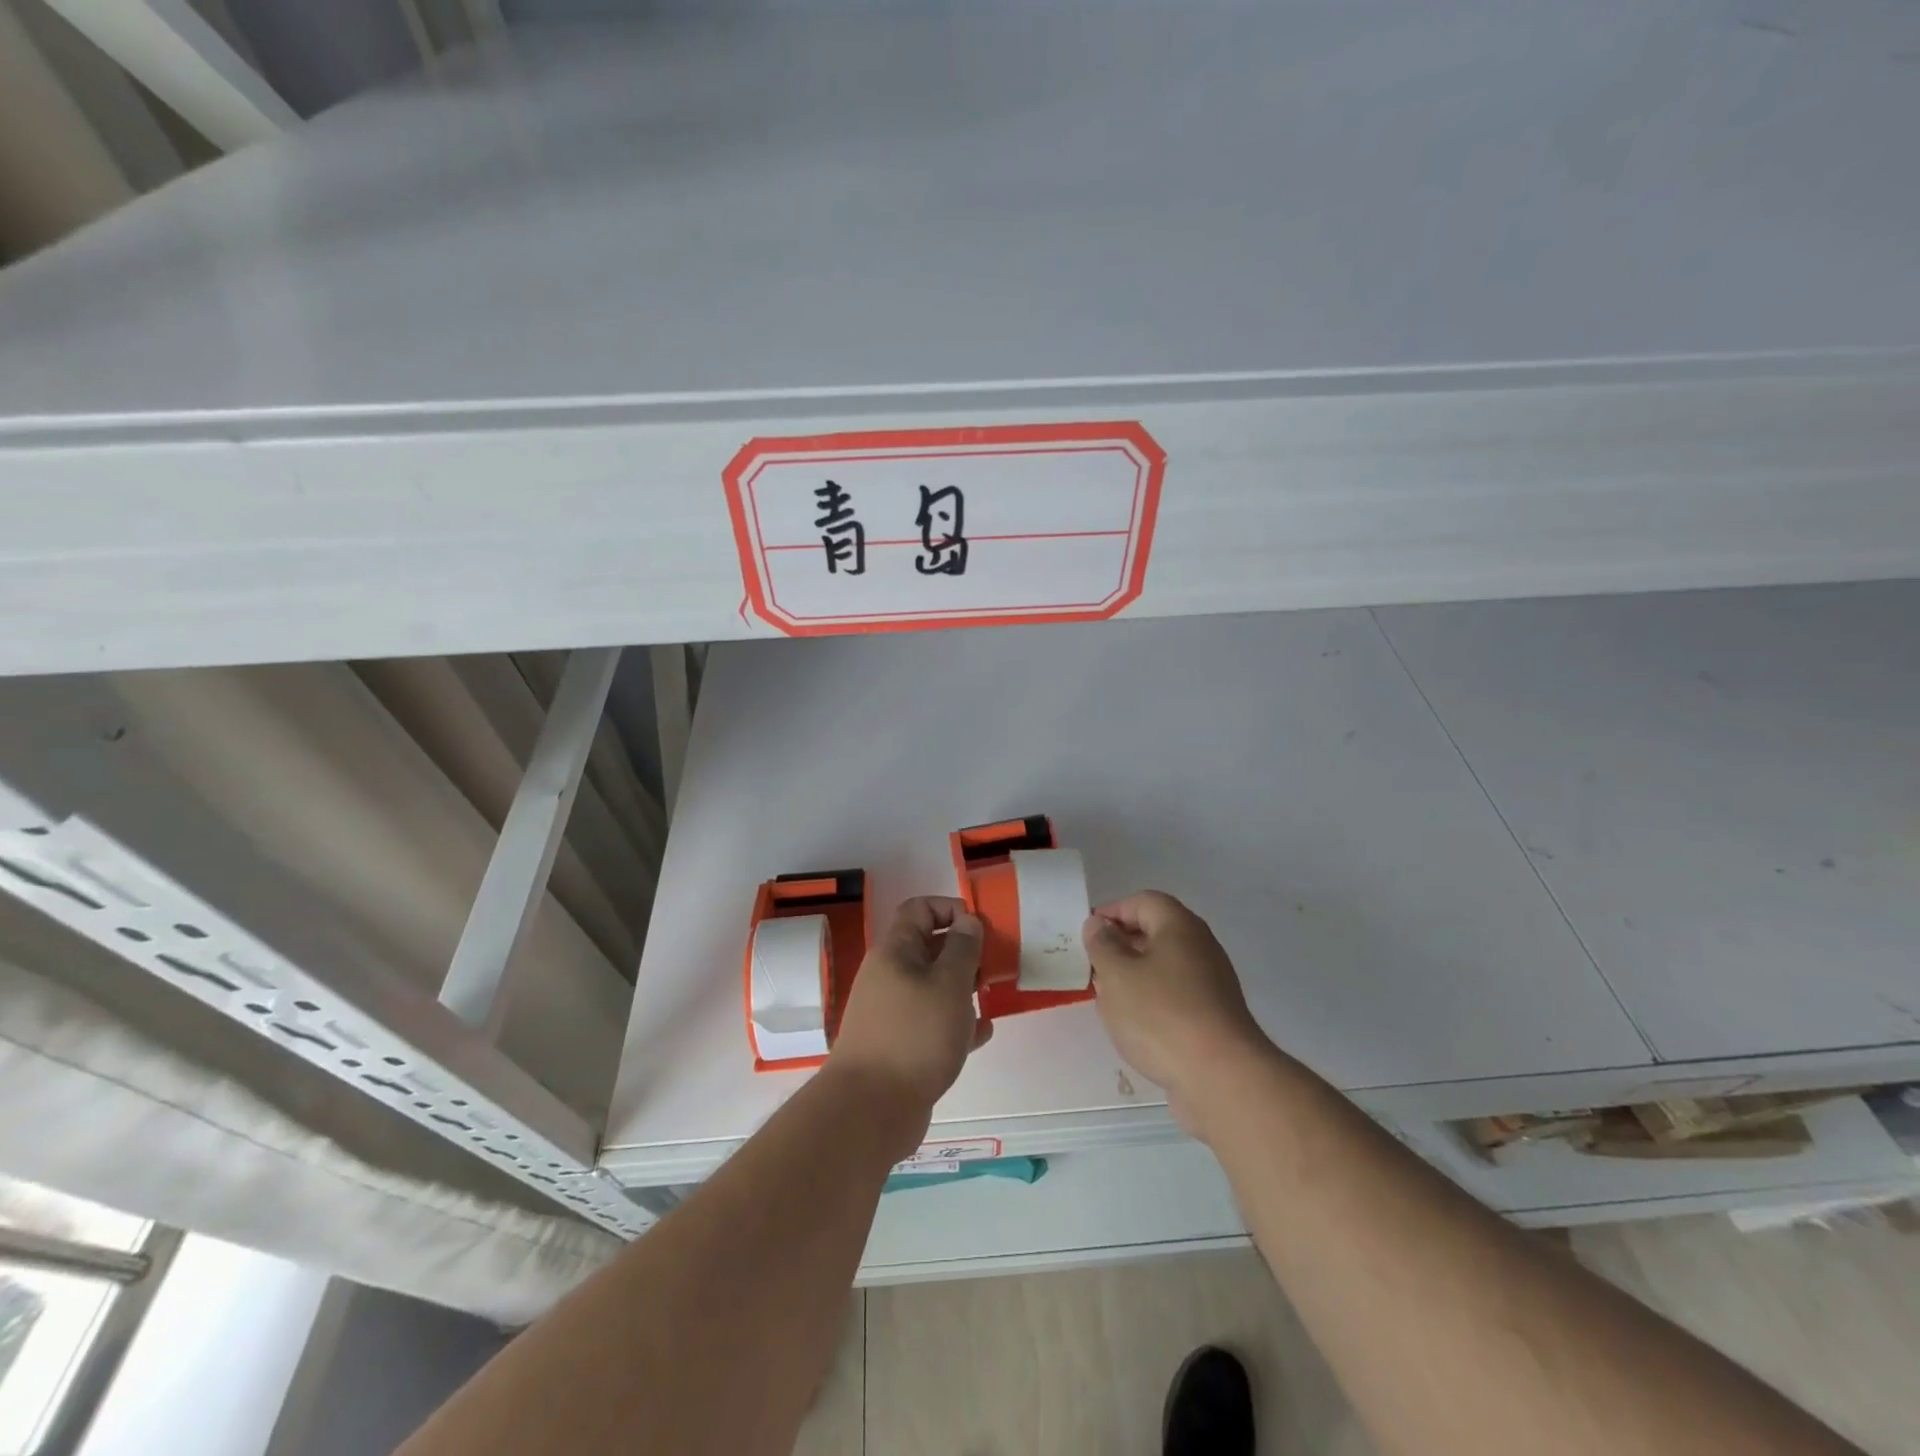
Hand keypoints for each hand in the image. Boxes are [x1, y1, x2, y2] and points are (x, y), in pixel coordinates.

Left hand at [828, 897, 991, 1140]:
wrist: (870, 1109)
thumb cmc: (915, 1035)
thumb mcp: (949, 984)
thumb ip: (963, 948)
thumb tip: (967, 921)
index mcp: (895, 951)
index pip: (919, 909)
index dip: (950, 909)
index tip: (979, 930)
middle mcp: (889, 975)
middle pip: (928, 948)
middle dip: (963, 953)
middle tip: (991, 970)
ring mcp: (891, 1012)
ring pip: (932, 987)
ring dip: (962, 989)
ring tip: (989, 1000)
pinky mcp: (899, 1045)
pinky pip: (931, 1022)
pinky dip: (955, 1023)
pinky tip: (981, 1035)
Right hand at [1084, 891, 1271, 1136]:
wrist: (1222, 1079)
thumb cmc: (1162, 1015)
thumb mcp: (1117, 975)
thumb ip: (1102, 945)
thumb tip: (1099, 925)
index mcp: (1179, 926)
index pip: (1143, 901)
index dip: (1112, 912)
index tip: (1087, 935)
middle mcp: (1201, 947)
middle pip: (1155, 932)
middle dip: (1121, 946)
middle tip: (1093, 967)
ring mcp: (1211, 983)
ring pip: (1164, 967)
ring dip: (1134, 977)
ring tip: (1109, 999)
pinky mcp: (1214, 1017)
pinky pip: (1175, 996)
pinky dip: (1152, 1002)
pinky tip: (1135, 1027)